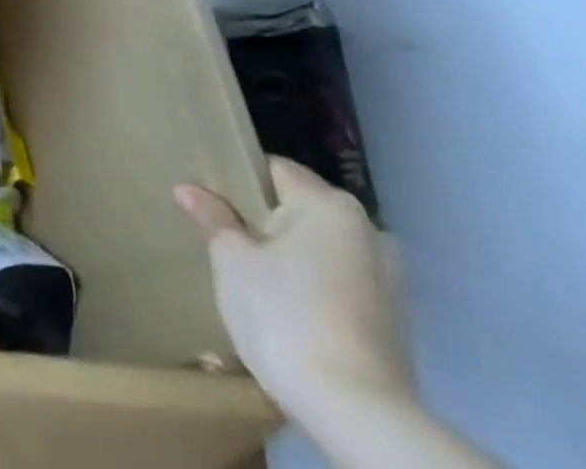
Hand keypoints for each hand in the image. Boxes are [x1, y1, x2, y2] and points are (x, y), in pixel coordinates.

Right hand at [177, 157, 414, 430]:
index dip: (240, 181)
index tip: (214, 203)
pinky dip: (317, 289)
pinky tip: (291, 312)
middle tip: (230, 243)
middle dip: (268, 222)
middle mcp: (368, 232)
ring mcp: (391, 281)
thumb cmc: (284, 315)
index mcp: (329, 205)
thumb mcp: (231, 259)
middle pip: (302, 210)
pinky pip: (343, 285)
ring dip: (295, 258)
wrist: (357, 414)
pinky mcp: (397, 324)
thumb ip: (213, 218)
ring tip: (260, 281)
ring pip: (324, 250)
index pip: (275, 169)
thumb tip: (189, 189)